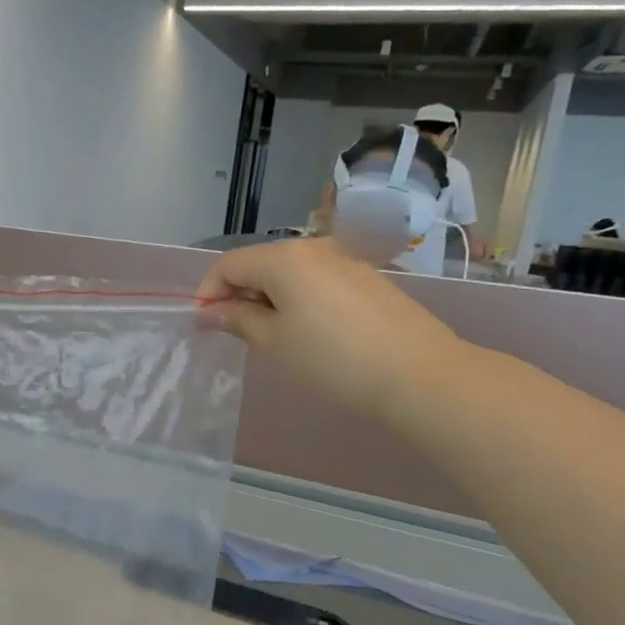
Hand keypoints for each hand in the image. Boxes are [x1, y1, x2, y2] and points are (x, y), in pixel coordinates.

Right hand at [195, 238, 469, 418]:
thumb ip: (237, 320)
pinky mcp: (369, 279)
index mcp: (283, 258)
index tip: (204, 326)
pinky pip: (318, 281)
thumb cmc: (331, 359)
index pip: (228, 265)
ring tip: (270, 337)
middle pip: (259, 263)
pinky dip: (299, 300)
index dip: (208, 293)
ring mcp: (346, 261)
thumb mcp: (273, 343)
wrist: (420, 375)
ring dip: (269, 298)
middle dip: (238, 294)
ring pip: (290, 273)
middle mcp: (314, 248)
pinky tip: (308, 333)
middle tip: (233, 333)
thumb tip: (210, 312)